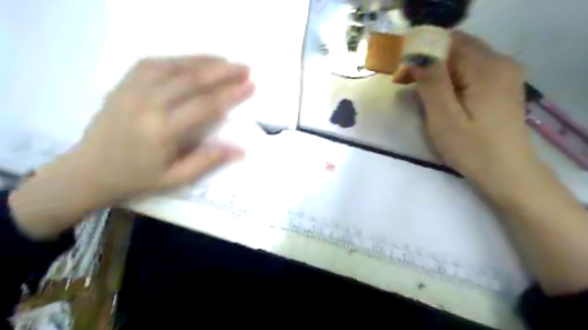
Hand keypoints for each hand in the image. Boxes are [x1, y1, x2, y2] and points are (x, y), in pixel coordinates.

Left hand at [8, 55, 252, 238]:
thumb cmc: (137, 178)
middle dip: (222, 72)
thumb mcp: (176, 179)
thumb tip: (240, 150)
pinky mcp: (122, 85)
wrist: (88, 171)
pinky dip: (176, 59)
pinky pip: (151, 64)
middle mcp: (147, 105)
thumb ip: (208, 161)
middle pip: (191, 80)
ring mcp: (132, 91)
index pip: (204, 105)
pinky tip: (190, 60)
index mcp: (162, 131)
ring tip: (225, 60)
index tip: (250, 85)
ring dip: (202, 61)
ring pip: (173, 67)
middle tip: (245, 67)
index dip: (230, 94)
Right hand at [397, 33, 587, 295]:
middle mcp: (495, 67)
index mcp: (484, 70)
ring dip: (430, 70)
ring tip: (408, 86)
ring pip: (457, 63)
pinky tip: (428, 96)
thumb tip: (415, 58)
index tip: (395, 59)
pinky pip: (462, 77)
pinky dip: (441, 81)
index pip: (448, 40)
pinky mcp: (492, 94)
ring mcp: (496, 80)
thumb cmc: (474, 151)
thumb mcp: (442, 118)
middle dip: (422, 58)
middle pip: (453, 48)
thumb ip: (430, 83)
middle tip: (397, 75)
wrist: (507, 179)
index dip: (419, 45)